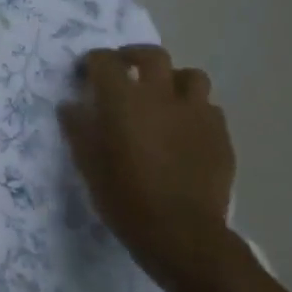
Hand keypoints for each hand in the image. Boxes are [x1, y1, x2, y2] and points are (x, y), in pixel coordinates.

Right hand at [58, 46, 236, 288]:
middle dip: (135, 57)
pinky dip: (196, 112)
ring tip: (164, 99)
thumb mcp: (87, 163)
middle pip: (152, 55)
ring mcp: (195, 114)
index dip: (92, 63)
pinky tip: (186, 131)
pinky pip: (210, 109)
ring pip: (191, 76)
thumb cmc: (125, 197)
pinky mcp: (220, 136)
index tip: (86, 75)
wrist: (182, 236)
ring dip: (174, 81)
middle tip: (125, 72)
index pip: (104, 60)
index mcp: (123, 98)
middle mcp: (160, 95)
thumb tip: (71, 105)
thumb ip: (77, 127)